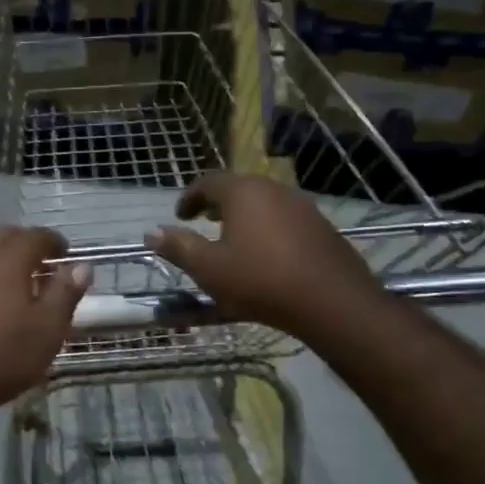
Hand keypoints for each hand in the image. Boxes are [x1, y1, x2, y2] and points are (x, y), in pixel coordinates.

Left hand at [0, 226, 90, 432]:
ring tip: (14, 279)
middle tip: (41, 263)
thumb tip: (81, 266)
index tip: (66, 254)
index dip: (54, 242)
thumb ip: (65, 294)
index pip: (36, 236)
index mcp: (6, 258)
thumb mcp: (46, 331)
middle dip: (25, 243)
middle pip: (3, 236)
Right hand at [146, 172, 383, 336]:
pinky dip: (267, 227)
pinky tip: (266, 253)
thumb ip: (178, 247)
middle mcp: (273, 189)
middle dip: (216, 203)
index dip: (189, 198)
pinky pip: (284, 218)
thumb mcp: (208, 268)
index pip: (207, 182)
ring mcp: (302, 206)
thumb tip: (152, 233)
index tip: (179, 216)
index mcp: (242, 192)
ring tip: (232, 237)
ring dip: (243, 215)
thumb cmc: (260, 281)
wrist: (332, 301)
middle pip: (238, 188)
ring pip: (263, 202)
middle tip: (203, 221)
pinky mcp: (321, 226)